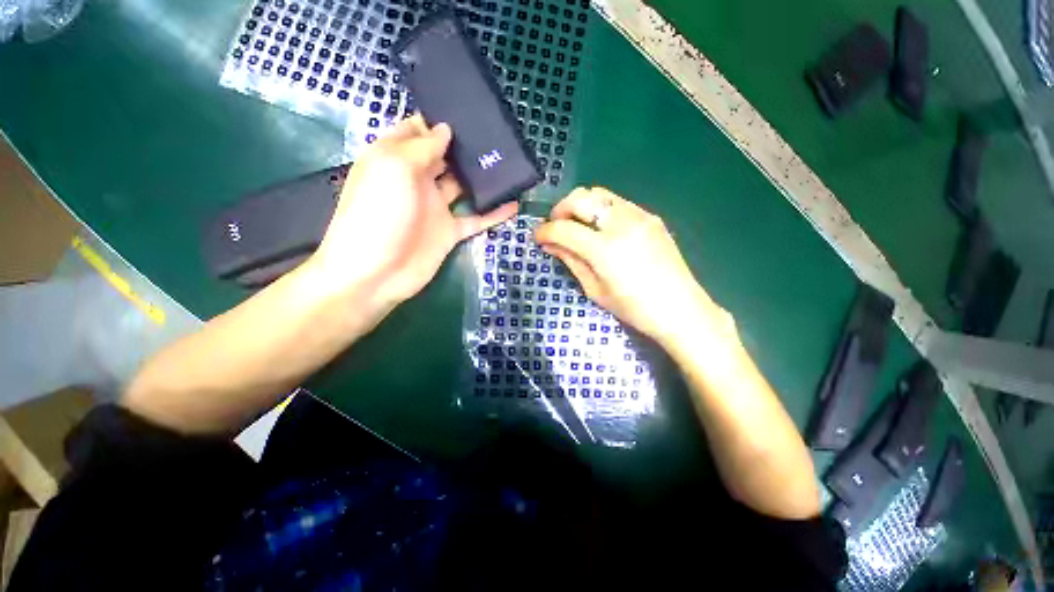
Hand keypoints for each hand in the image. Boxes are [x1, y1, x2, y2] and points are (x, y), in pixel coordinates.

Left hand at [311, 115, 518, 304]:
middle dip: (465, 146)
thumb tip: (445, 129)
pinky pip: (476, 219)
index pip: (416, 132)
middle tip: (496, 135)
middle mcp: (417, 181)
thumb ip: (421, 147)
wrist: (377, 272)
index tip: (465, 110)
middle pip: (444, 157)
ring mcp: (436, 208)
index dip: (437, 122)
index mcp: (395, 160)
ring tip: (509, 164)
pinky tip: (514, 204)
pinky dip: (494, 213)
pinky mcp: (450, 232)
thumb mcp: (393, 168)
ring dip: (482, 178)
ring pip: (463, 187)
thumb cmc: (378, 213)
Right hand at [534, 187, 717, 344]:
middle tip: (555, 226)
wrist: (680, 308)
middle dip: (559, 209)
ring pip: (599, 193)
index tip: (537, 237)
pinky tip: (600, 227)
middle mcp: (621, 224)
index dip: (545, 231)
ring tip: (576, 224)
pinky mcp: (650, 216)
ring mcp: (639, 216)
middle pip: (580, 197)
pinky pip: (616, 202)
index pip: (564, 228)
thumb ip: (571, 261)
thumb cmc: (634, 308)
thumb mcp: (595, 289)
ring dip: (580, 205)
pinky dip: (600, 209)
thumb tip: (550, 244)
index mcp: (605, 250)